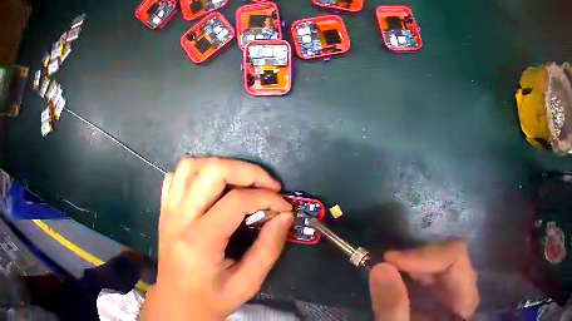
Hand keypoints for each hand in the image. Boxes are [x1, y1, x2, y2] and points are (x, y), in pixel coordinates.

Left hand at [140, 157, 292, 319]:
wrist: (177, 305)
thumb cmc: (211, 299)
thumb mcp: (247, 283)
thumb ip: (268, 249)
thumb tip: (285, 216)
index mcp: (199, 241)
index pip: (236, 201)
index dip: (266, 198)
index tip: (284, 207)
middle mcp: (179, 219)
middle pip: (211, 171)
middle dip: (246, 171)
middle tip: (267, 185)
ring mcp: (168, 212)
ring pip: (189, 166)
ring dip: (219, 166)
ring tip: (240, 182)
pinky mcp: (164, 211)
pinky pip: (174, 177)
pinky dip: (196, 172)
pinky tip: (211, 188)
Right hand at [369, 239, 478, 319]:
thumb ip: (392, 308)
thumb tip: (380, 267)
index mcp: (465, 308)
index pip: (457, 260)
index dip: (426, 255)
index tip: (391, 260)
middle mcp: (466, 297)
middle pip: (453, 259)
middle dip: (419, 259)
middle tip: (388, 264)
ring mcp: (456, 298)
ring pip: (445, 265)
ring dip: (417, 265)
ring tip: (391, 270)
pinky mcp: (444, 302)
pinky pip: (435, 277)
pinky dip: (415, 274)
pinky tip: (399, 279)